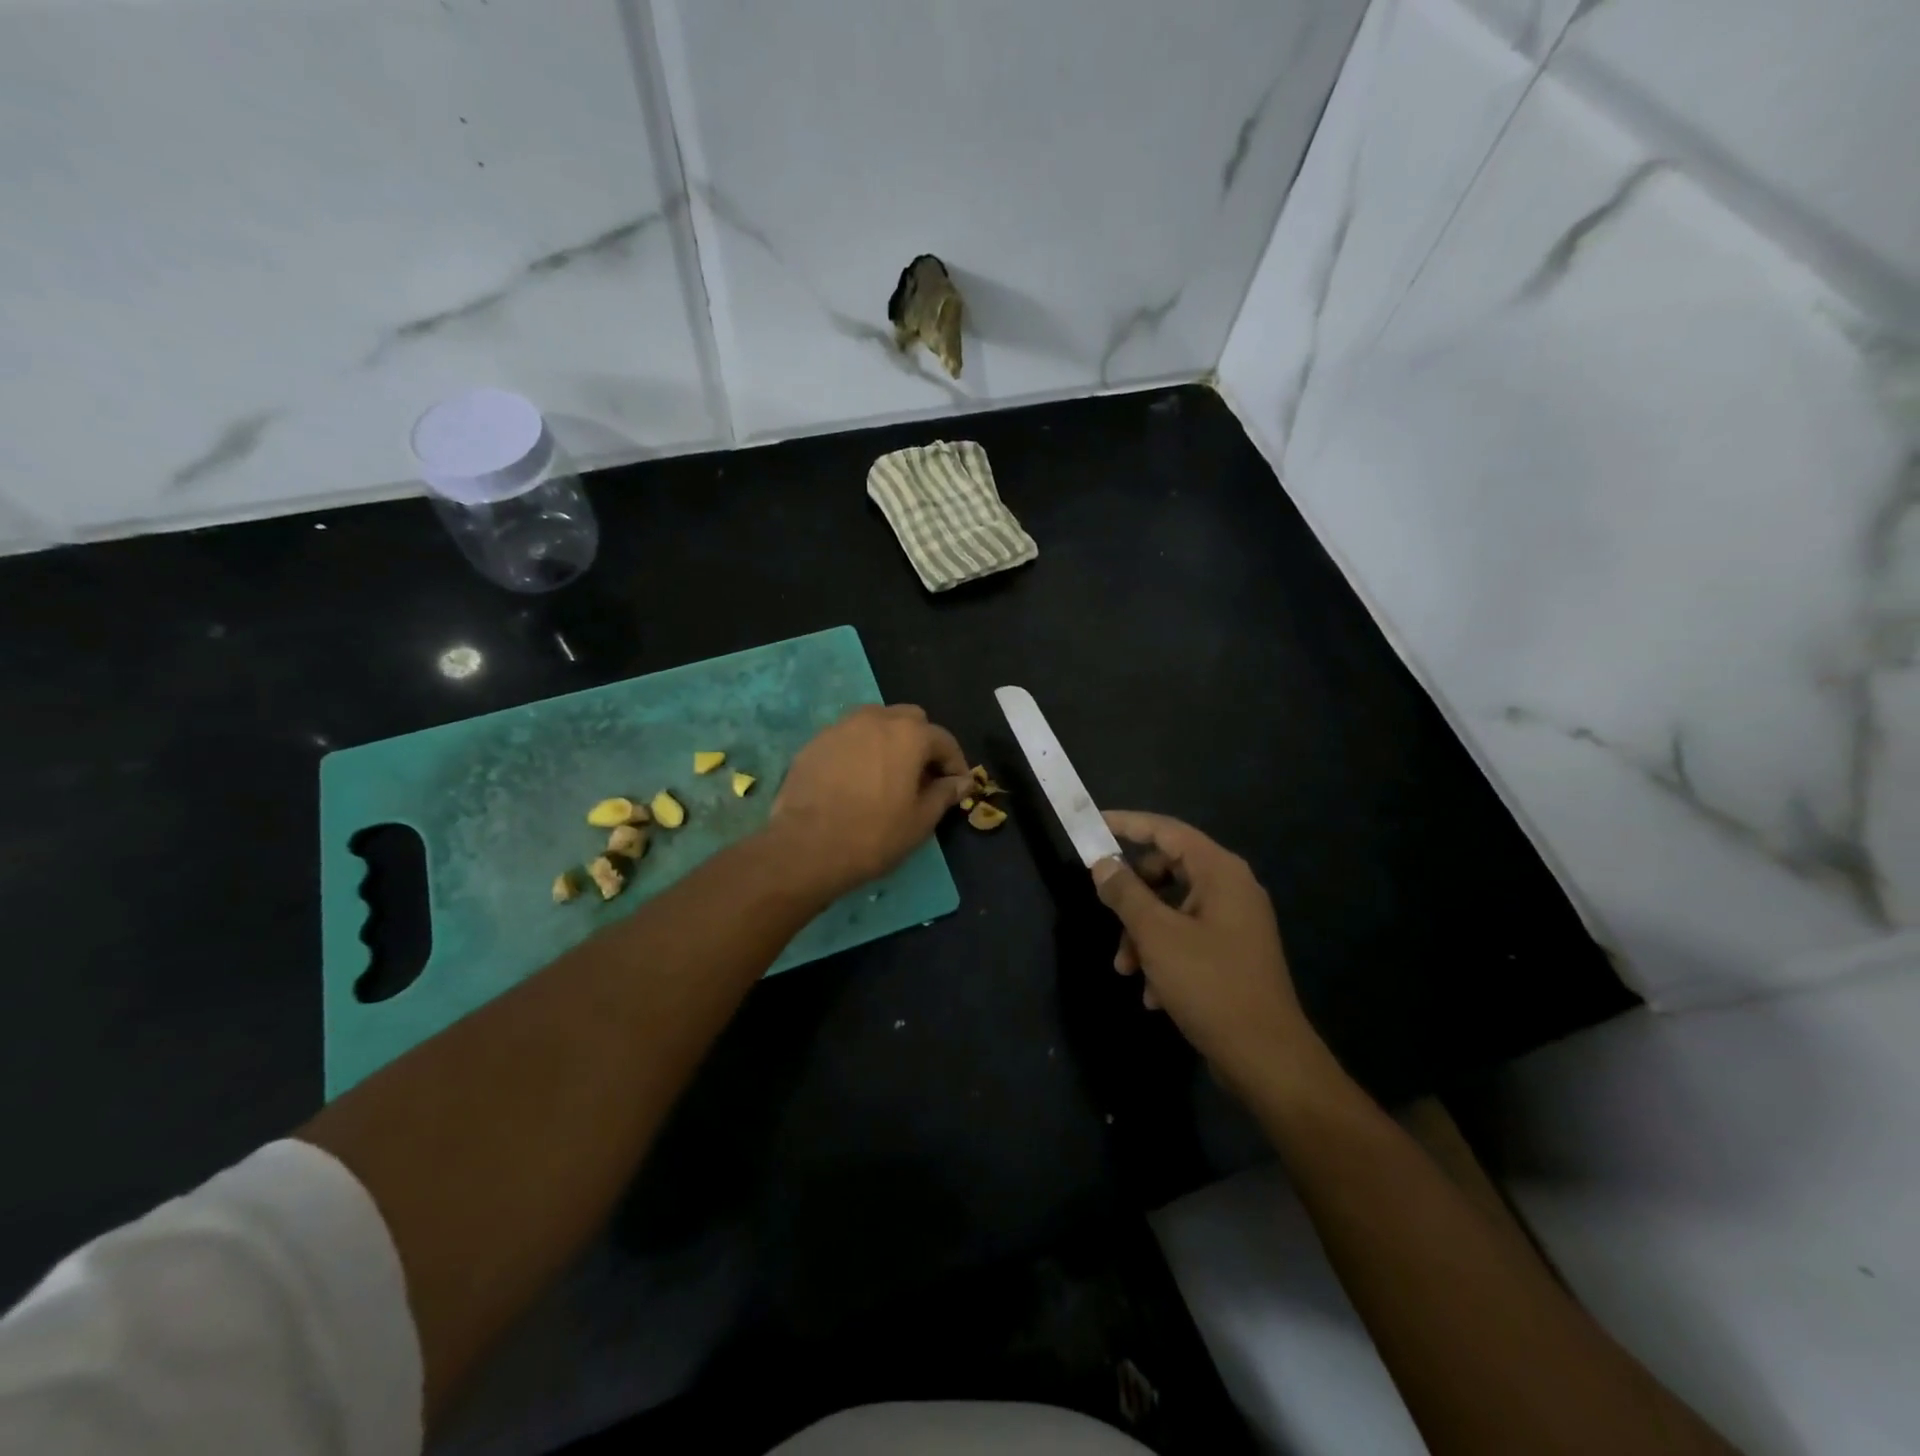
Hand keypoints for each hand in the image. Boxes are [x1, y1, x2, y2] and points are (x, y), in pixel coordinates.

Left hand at [768, 705, 971, 899]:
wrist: (805, 847)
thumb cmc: (873, 835)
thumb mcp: (920, 820)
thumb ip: (944, 793)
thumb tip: (961, 781)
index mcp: (909, 734)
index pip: (943, 740)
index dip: (955, 763)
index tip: (956, 785)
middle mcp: (876, 719)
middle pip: (910, 720)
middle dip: (922, 743)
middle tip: (921, 776)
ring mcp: (841, 727)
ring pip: (876, 723)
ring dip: (890, 741)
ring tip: (888, 775)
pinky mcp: (815, 742)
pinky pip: (848, 738)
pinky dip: (860, 751)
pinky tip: (856, 780)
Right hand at [1092, 811, 1319, 1092]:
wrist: (1266, 1058)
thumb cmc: (1210, 984)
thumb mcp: (1156, 935)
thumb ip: (1125, 893)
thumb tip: (1103, 864)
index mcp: (1220, 872)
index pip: (1166, 830)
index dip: (1128, 824)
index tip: (1094, 825)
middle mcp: (1231, 889)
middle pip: (1168, 870)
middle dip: (1132, 895)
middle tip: (1105, 910)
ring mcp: (1235, 922)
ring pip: (1173, 909)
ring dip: (1143, 933)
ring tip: (1126, 969)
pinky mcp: (1232, 953)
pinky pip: (1187, 937)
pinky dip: (1164, 955)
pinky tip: (1153, 994)